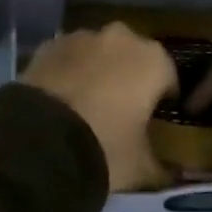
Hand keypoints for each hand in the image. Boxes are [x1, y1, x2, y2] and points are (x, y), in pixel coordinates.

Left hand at [21, 23, 177, 191]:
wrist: (41, 139)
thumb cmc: (105, 147)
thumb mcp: (141, 167)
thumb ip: (161, 167)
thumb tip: (170, 174)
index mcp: (153, 60)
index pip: (168, 77)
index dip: (163, 99)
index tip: (155, 120)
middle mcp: (120, 38)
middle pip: (132, 56)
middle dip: (129, 76)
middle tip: (120, 110)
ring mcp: (81, 36)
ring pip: (98, 52)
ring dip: (97, 70)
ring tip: (86, 104)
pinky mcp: (49, 45)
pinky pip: (68, 57)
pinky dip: (68, 71)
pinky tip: (61, 99)